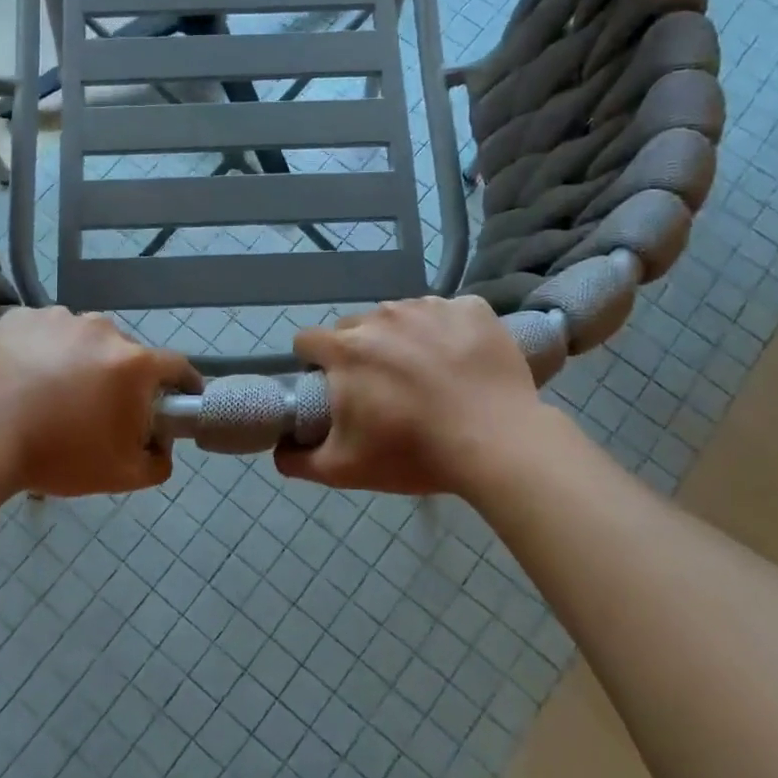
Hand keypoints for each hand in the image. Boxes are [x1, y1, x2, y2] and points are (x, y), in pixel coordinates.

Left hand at [0, 307, 201, 497]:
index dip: (183, 384)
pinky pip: (45, 332)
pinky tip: (25, 378)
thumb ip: (158, 463)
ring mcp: (58, 318)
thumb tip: (161, 446)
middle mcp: (102, 329)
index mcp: (133, 363)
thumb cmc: (56, 456)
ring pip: (83, 339)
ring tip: (53, 393)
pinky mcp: (20, 317)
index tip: (178, 400)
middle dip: (121, 378)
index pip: (177, 366)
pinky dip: (43, 350)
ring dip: (80, 361)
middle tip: (99, 410)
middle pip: (126, 353)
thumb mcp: (121, 476)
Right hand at [276, 296, 548, 496]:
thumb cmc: (414, 453)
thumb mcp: (344, 470)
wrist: (498, 444)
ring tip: (428, 376)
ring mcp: (429, 307)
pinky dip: (448, 332)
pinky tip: (462, 362)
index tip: (334, 388)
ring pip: (401, 317)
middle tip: (385, 389)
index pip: (308, 341)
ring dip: (403, 339)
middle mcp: (382, 316)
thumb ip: (298, 459)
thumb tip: (279, 448)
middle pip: (355, 327)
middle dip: (360, 352)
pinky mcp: (472, 308)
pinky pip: (447, 313)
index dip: (314, 365)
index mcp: (345, 349)